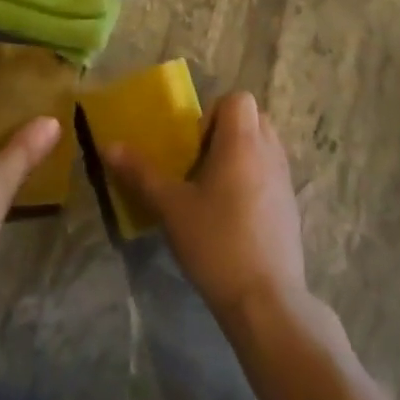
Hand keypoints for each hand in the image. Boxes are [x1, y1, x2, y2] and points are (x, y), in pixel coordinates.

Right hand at [98, 91, 306, 321]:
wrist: (266, 300)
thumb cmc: (216, 243)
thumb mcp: (170, 207)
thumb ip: (140, 173)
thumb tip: (109, 146)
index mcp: (243, 143)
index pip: (238, 99)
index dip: (212, 113)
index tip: (193, 146)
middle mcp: (270, 153)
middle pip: (253, 119)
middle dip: (225, 132)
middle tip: (199, 163)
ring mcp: (285, 181)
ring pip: (264, 147)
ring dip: (239, 156)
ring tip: (212, 190)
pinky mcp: (290, 208)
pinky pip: (270, 174)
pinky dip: (252, 180)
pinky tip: (230, 216)